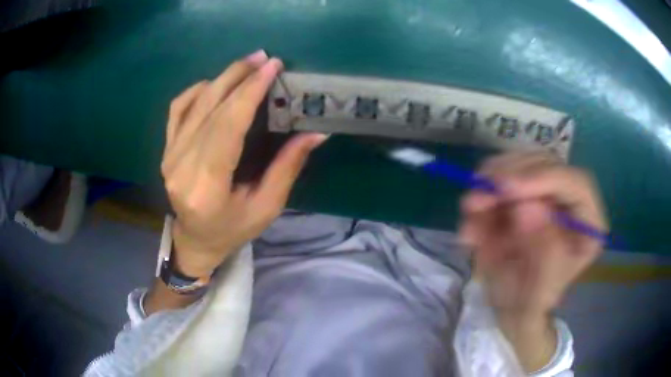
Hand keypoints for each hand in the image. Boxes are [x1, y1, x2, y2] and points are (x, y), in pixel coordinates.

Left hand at [161, 50, 327, 276]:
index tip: (271, 67)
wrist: (196, 240)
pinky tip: (214, 84)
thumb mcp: (267, 207)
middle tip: (263, 58)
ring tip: (247, 64)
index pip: (228, 126)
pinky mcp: (166, 150)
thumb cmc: (233, 229)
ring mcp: (170, 156)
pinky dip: (195, 90)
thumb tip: (315, 133)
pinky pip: (177, 110)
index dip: (250, 92)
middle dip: (239, 77)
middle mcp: (182, 166)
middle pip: (211, 109)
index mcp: (207, 186)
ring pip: (194, 104)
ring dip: (222, 78)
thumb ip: (287, 167)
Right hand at [459, 152, 606, 316]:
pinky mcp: (521, 194)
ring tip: (469, 210)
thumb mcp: (537, 294)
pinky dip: (481, 196)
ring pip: (519, 165)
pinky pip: (499, 180)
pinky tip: (471, 222)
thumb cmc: (530, 306)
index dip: (544, 178)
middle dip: (510, 175)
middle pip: (545, 165)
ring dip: (490, 183)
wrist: (511, 307)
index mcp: (587, 225)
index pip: (575, 183)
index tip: (507, 189)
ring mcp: (545, 194)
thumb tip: (528, 207)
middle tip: (478, 195)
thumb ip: (541, 255)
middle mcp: (570, 202)